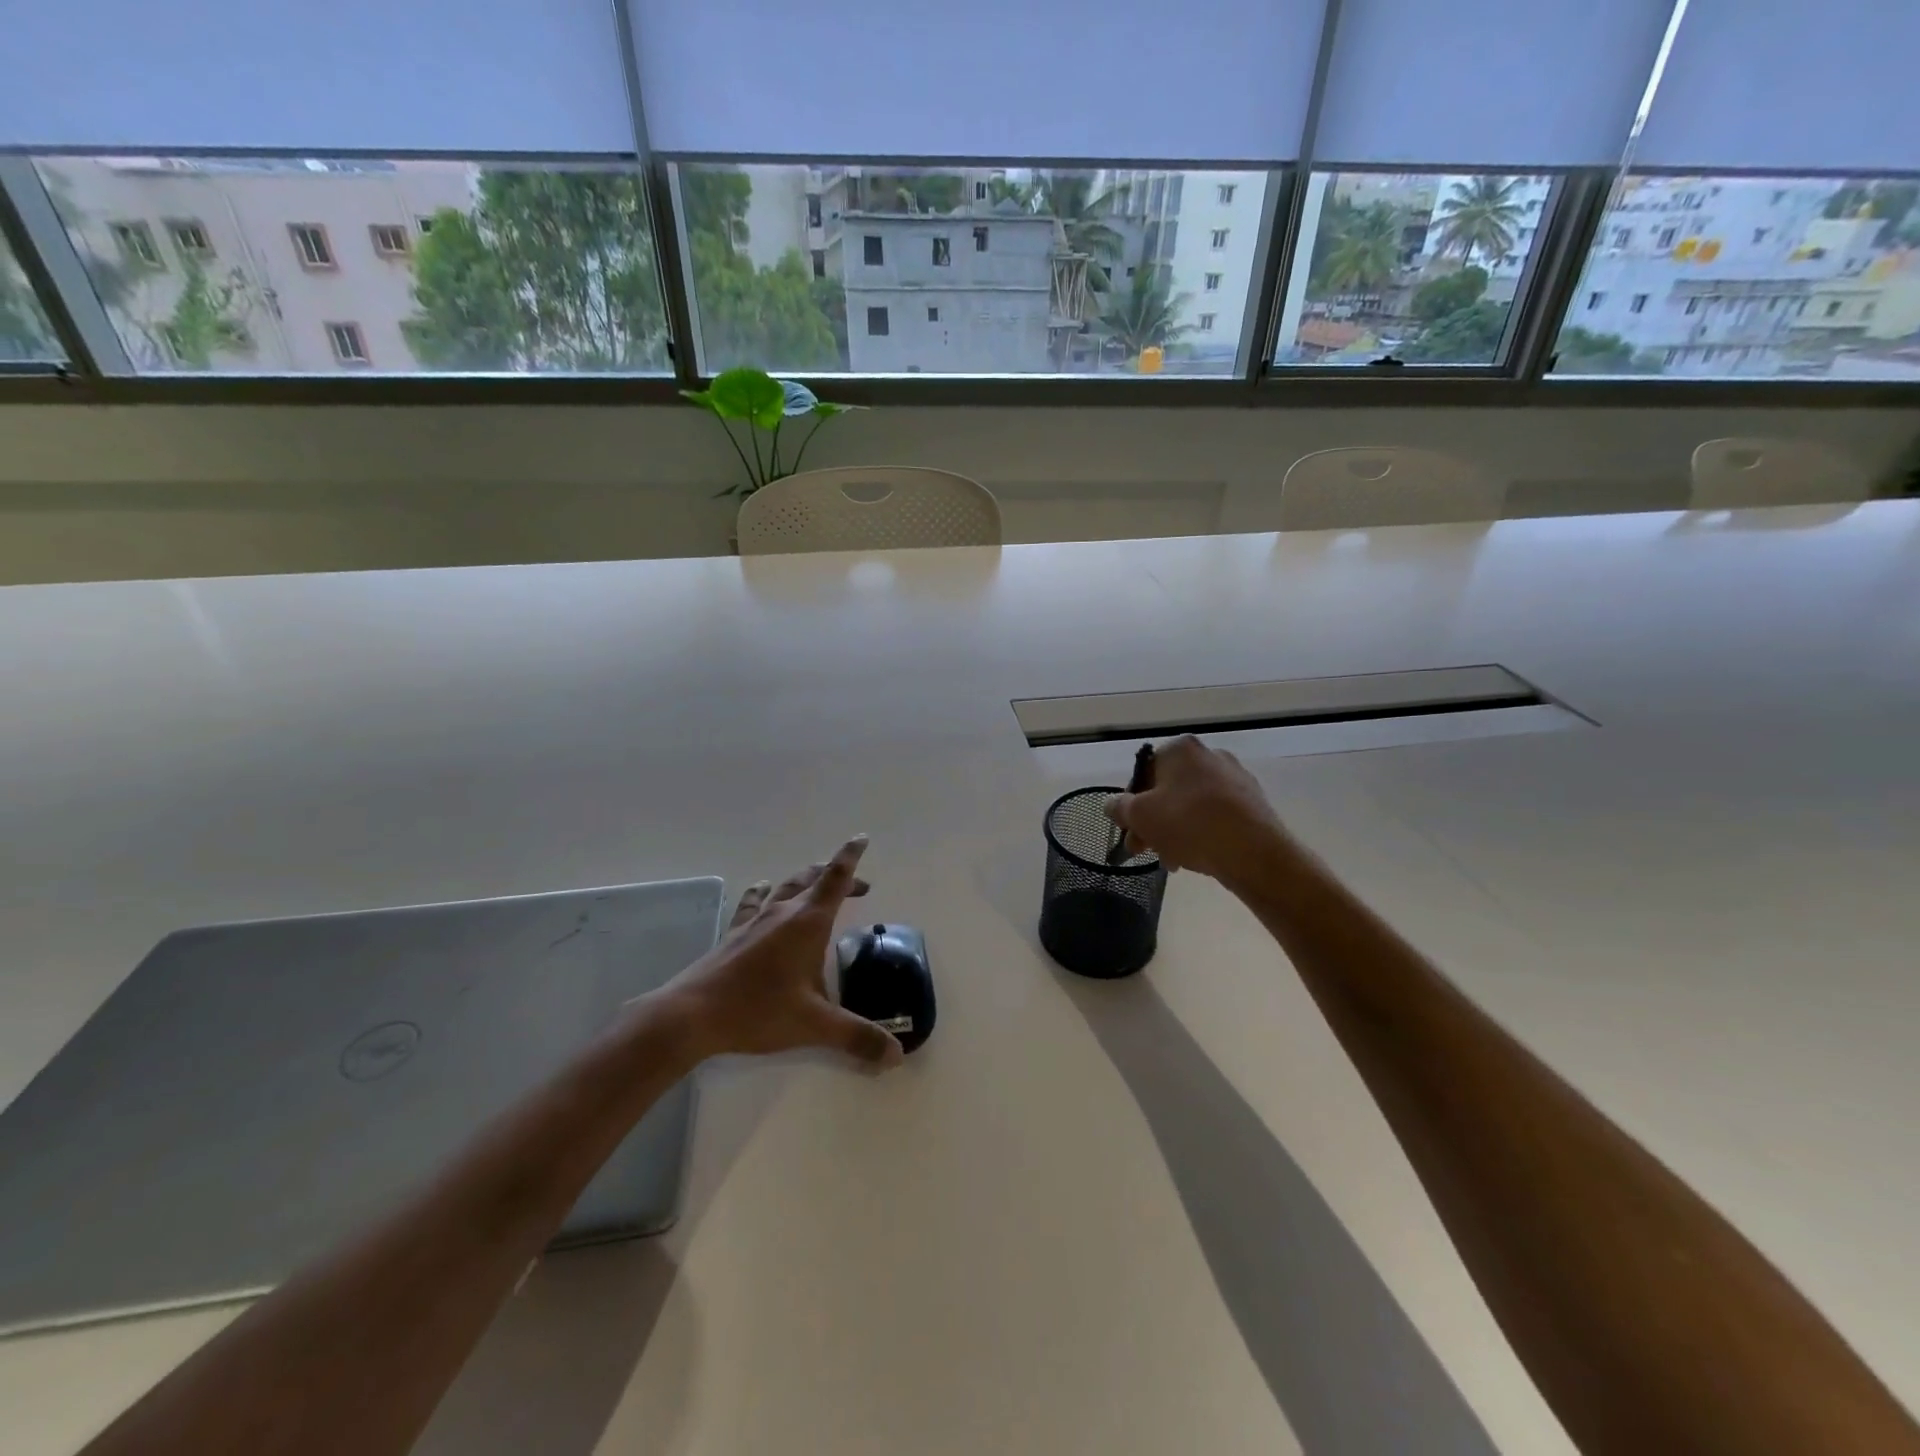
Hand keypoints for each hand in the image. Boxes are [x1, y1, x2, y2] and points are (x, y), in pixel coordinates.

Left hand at [658, 836, 902, 1068]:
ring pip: (785, 887)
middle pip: (813, 879)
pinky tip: (762, 891)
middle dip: (837, 876)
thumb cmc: (758, 1010)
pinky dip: (764, 893)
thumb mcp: (814, 1025)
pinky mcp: (734, 934)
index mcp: (808, 922)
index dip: (851, 857)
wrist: (692, 1014)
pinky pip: (754, 903)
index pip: (835, 879)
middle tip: (859, 886)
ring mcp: (755, 921)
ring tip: (816, 883)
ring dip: (806, 881)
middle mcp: (783, 913)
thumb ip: (856, 1037)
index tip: (861, 838)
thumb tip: (896, 1055)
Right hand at [1107, 735, 1287, 881]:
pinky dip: (1201, 833)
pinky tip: (1196, 857)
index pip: (1143, 772)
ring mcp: (1235, 777)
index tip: (1129, 831)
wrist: (1254, 851)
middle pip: (1167, 790)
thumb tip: (1112, 804)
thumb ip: (1119, 807)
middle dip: (1152, 822)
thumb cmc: (1189, 824)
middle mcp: (1209, 755)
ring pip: (1190, 805)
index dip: (1130, 804)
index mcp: (1181, 748)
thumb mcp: (1140, 816)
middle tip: (1145, 850)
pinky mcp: (1253, 802)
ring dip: (1174, 831)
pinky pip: (1215, 815)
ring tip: (1172, 861)